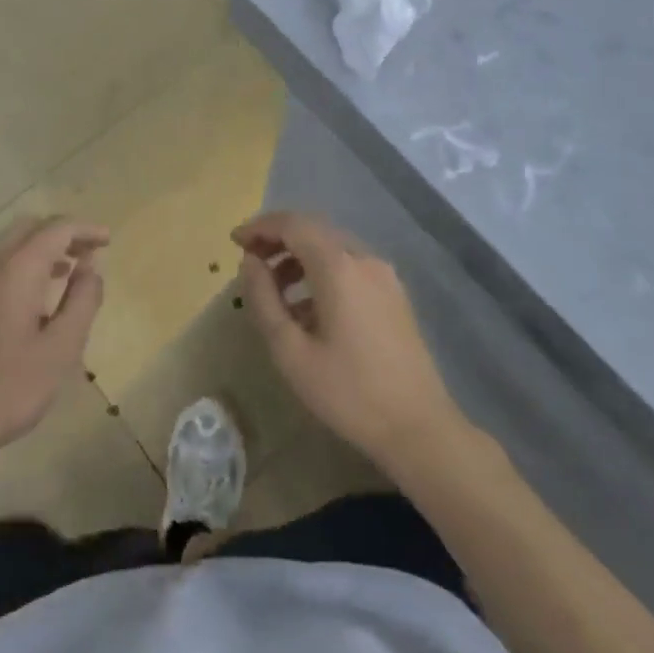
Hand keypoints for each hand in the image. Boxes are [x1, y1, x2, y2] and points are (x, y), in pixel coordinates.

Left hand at [0, 216, 107, 467]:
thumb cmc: (7, 391)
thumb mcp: (60, 350)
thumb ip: (82, 302)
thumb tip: (91, 269)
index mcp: (14, 272)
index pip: (55, 229)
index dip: (85, 229)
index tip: (107, 240)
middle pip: (27, 228)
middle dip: (61, 234)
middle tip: (87, 255)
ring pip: (6, 246)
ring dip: (38, 249)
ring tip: (65, 275)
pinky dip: (17, 266)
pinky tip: (29, 301)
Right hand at [234, 211, 461, 469]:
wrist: (419, 427)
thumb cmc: (348, 392)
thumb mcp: (291, 352)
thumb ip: (264, 300)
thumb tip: (250, 263)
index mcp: (338, 267)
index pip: (293, 225)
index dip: (260, 227)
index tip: (234, 241)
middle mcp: (364, 259)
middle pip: (314, 229)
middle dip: (278, 238)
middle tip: (249, 261)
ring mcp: (384, 275)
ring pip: (333, 247)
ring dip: (299, 256)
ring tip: (274, 289)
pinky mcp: (394, 293)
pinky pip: (350, 265)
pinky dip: (322, 271)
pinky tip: (308, 307)